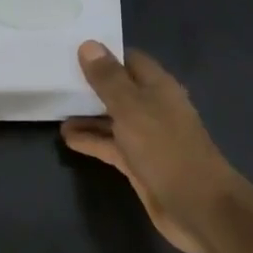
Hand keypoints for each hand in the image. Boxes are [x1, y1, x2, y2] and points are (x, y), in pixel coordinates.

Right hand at [60, 42, 244, 252]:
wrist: (197, 207)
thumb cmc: (165, 148)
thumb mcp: (132, 108)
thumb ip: (108, 79)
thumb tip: (89, 44)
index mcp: (158, 87)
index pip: (129, 60)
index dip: (103, 53)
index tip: (71, 48)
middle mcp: (153, 107)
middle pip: (119, 89)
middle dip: (91, 84)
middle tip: (55, 77)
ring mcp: (146, 137)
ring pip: (112, 118)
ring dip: (87, 114)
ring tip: (54, 107)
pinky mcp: (138, 163)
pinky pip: (110, 145)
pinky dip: (90, 140)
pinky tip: (66, 138)